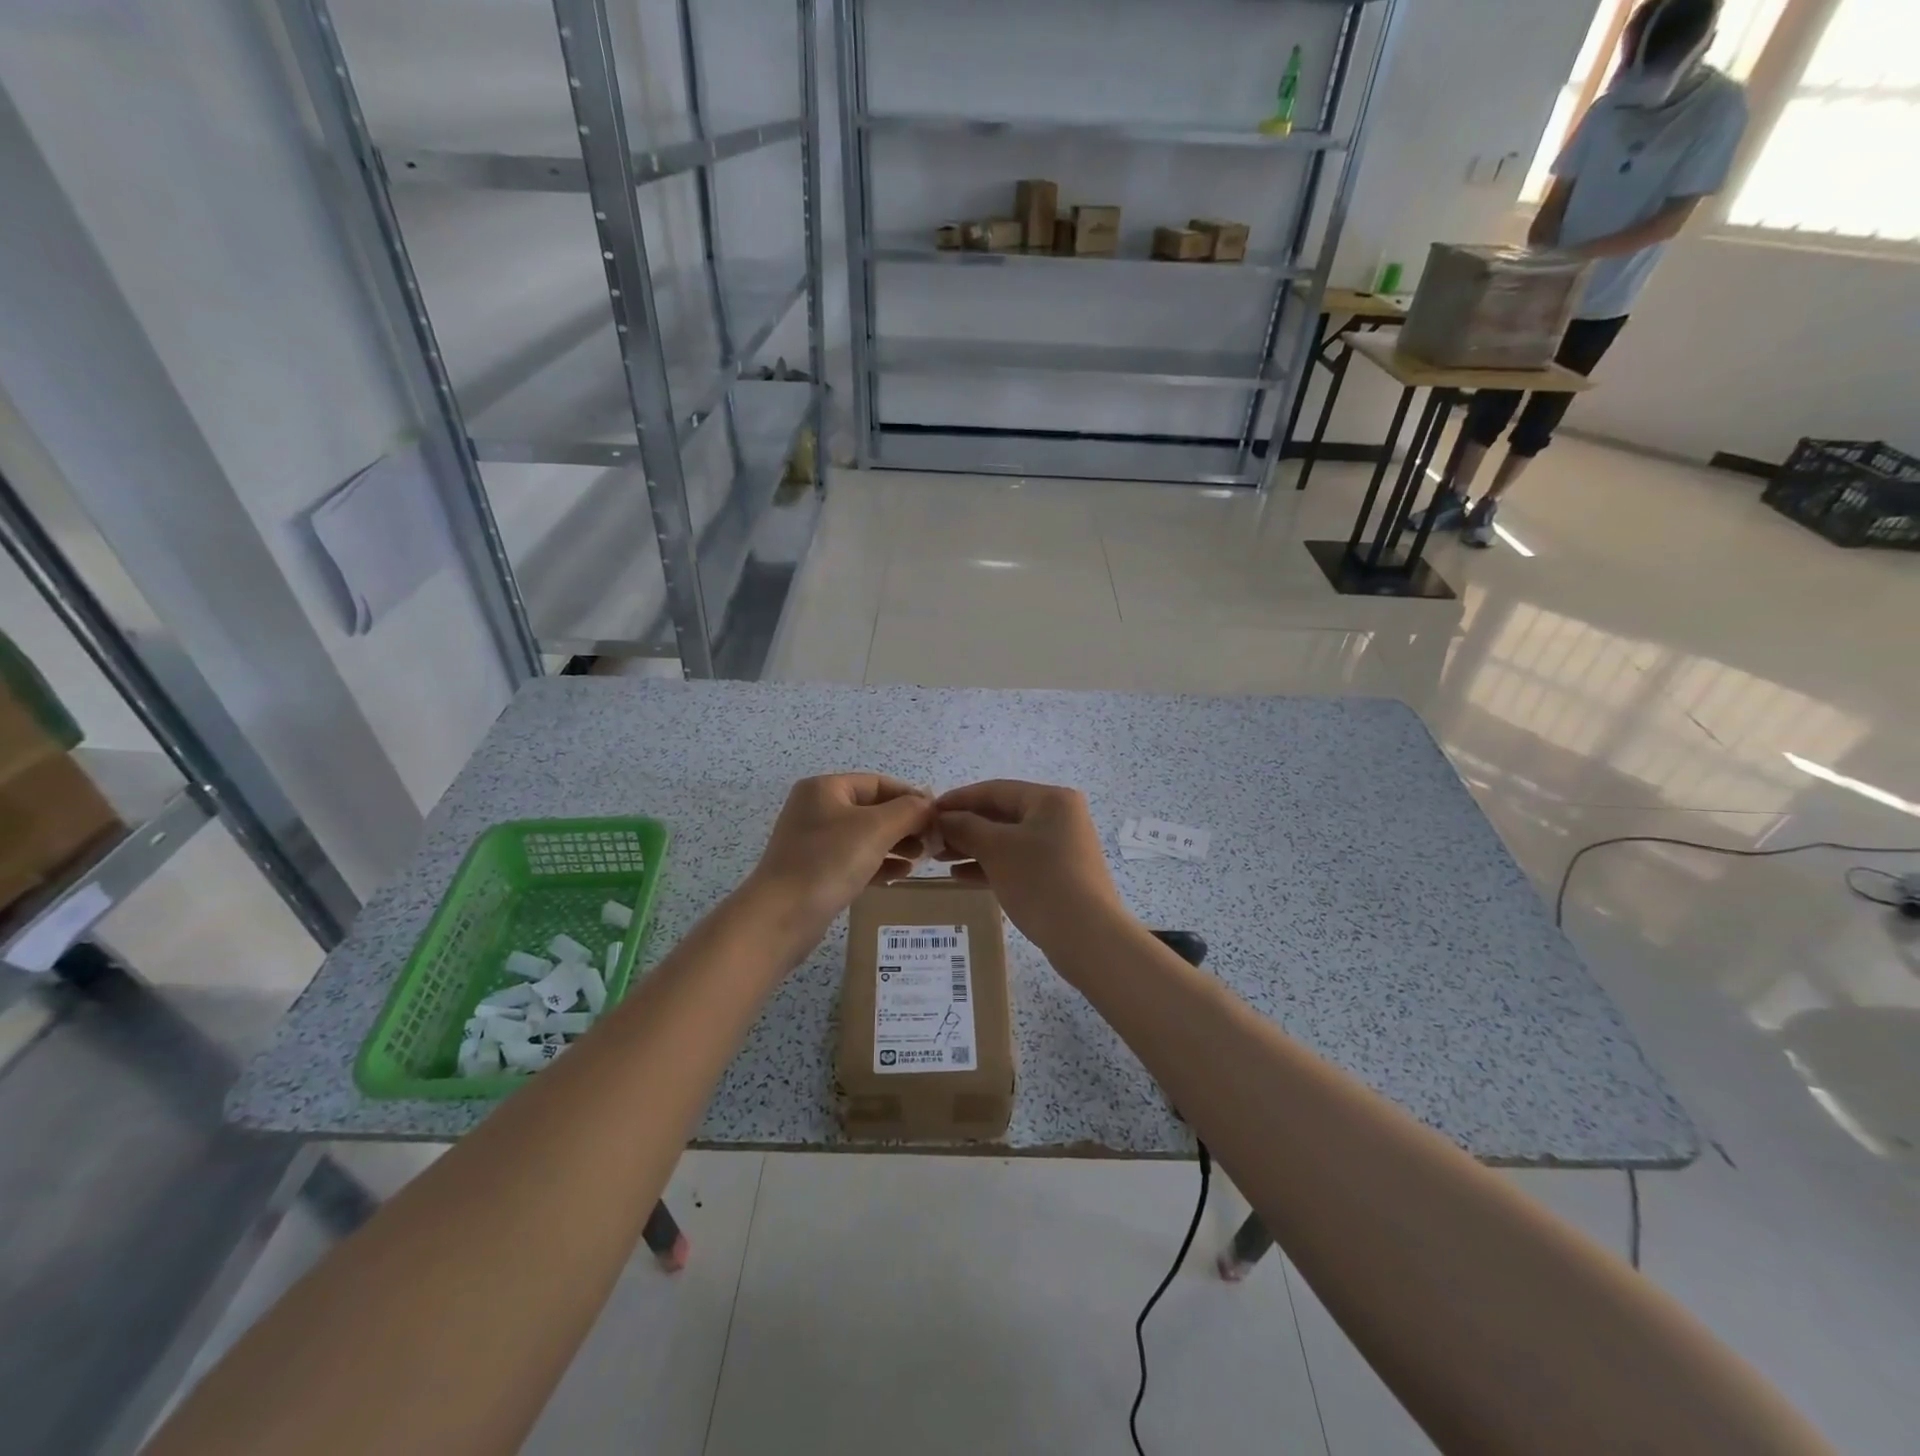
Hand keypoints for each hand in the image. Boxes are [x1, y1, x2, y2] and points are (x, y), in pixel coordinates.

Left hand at [742, 774, 933, 954]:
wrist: (780, 917)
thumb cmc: (828, 862)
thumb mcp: (876, 829)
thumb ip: (909, 811)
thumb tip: (930, 806)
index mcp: (825, 788)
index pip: (879, 783)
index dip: (911, 796)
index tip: (939, 816)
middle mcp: (817, 809)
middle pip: (873, 809)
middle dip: (905, 823)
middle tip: (933, 841)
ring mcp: (814, 841)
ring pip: (866, 836)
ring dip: (896, 844)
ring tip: (921, 858)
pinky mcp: (815, 871)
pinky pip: (855, 859)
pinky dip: (879, 863)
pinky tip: (901, 875)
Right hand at [936, 780, 1126, 950]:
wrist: (1087, 936)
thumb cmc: (1040, 880)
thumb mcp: (996, 849)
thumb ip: (965, 827)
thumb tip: (941, 818)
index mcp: (1050, 799)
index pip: (995, 790)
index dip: (958, 799)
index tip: (928, 811)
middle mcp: (1059, 817)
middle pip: (1001, 814)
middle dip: (964, 826)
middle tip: (931, 839)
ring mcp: (1061, 847)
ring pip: (1007, 840)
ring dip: (973, 847)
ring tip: (939, 857)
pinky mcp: (1058, 874)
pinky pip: (1017, 861)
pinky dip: (990, 865)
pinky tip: (960, 876)